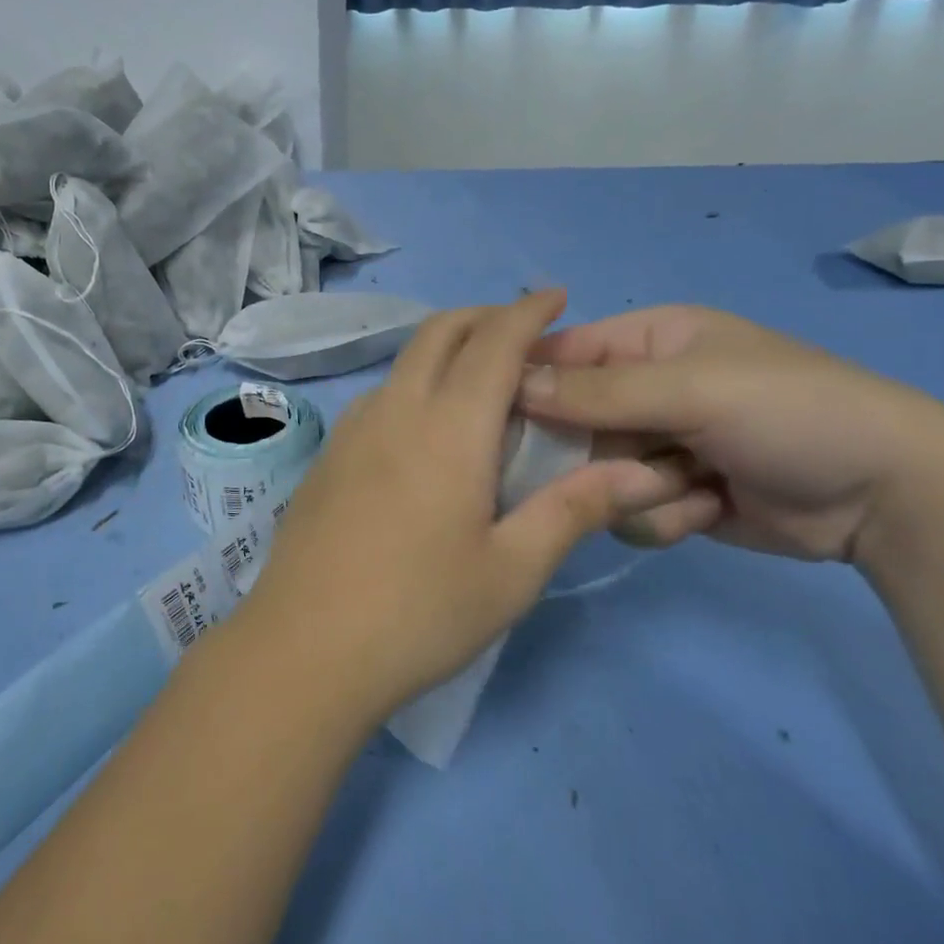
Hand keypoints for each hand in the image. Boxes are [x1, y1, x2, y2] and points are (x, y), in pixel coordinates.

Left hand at [234, 292, 693, 724]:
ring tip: (480, 378)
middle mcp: (395, 410)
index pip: (494, 343)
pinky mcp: (327, 455)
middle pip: (438, 332)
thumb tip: (639, 471)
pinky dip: (415, 381)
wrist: (304, 648)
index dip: (527, 312)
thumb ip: (572, 510)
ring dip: (445, 348)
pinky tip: (426, 427)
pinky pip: (380, 394)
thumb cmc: (419, 612)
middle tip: (522, 332)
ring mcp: (351, 430)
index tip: (556, 296)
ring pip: (404, 361)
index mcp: (448, 427)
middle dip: (483, 315)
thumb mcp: (511, 571)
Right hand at [518, 305, 943, 562]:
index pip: (559, 354)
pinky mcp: (671, 495)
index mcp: (646, 341)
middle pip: (568, 423)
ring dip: (636, 487)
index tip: (497, 420)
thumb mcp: (691, 389)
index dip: (525, 383)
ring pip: (595, 474)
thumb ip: (596, 391)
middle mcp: (642, 389)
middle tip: (621, 466)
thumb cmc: (788, 412)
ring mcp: (656, 445)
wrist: (888, 495)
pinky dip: (663, 517)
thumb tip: (510, 386)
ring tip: (692, 486)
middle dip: (592, 452)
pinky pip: (626, 510)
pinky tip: (710, 510)